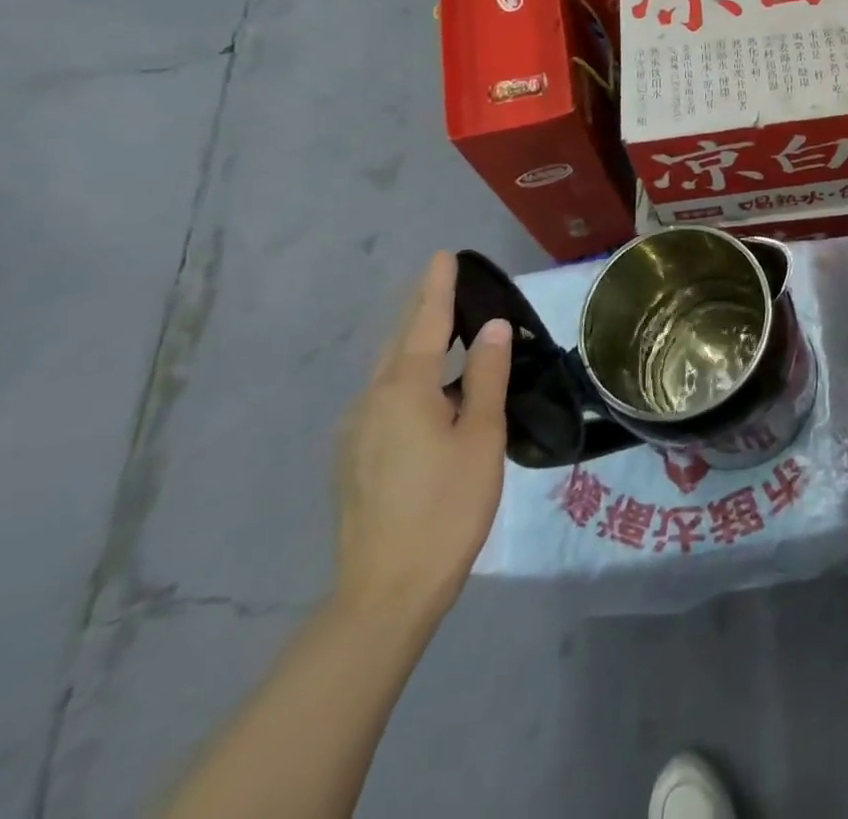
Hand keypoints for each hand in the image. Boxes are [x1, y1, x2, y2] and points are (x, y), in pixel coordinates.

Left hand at [334, 252, 510, 623]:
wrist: (385, 593)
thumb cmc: (446, 507)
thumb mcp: (481, 436)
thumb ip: (486, 376)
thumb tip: (492, 327)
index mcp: (403, 390)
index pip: (425, 323)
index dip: (437, 288)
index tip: (443, 254)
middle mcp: (370, 401)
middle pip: (400, 342)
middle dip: (422, 310)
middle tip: (447, 283)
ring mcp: (356, 432)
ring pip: (389, 372)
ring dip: (417, 344)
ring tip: (446, 330)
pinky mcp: (354, 458)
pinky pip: (385, 398)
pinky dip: (410, 377)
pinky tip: (431, 390)